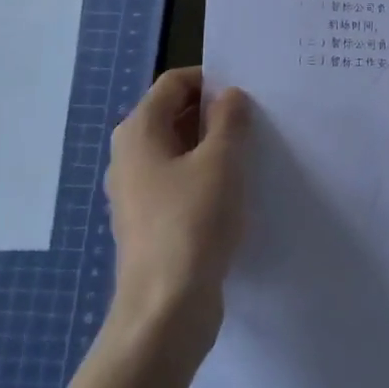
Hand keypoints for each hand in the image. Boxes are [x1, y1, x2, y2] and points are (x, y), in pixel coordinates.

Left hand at [103, 68, 251, 363]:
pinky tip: (237, 191)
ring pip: (180, 150)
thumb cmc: (192, 223)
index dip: (211, 79)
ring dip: (214, 145)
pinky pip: (180, 181)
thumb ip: (229, 120)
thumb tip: (230, 96)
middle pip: (174, 114)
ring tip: (254, 152)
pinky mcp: (151, 220)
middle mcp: (130, 155)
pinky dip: (206, 176)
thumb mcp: (221, 161)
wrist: (165, 308)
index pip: (175, 83)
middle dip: (215, 112)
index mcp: (139, 131)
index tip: (249, 92)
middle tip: (258, 119)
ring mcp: (137, 191)